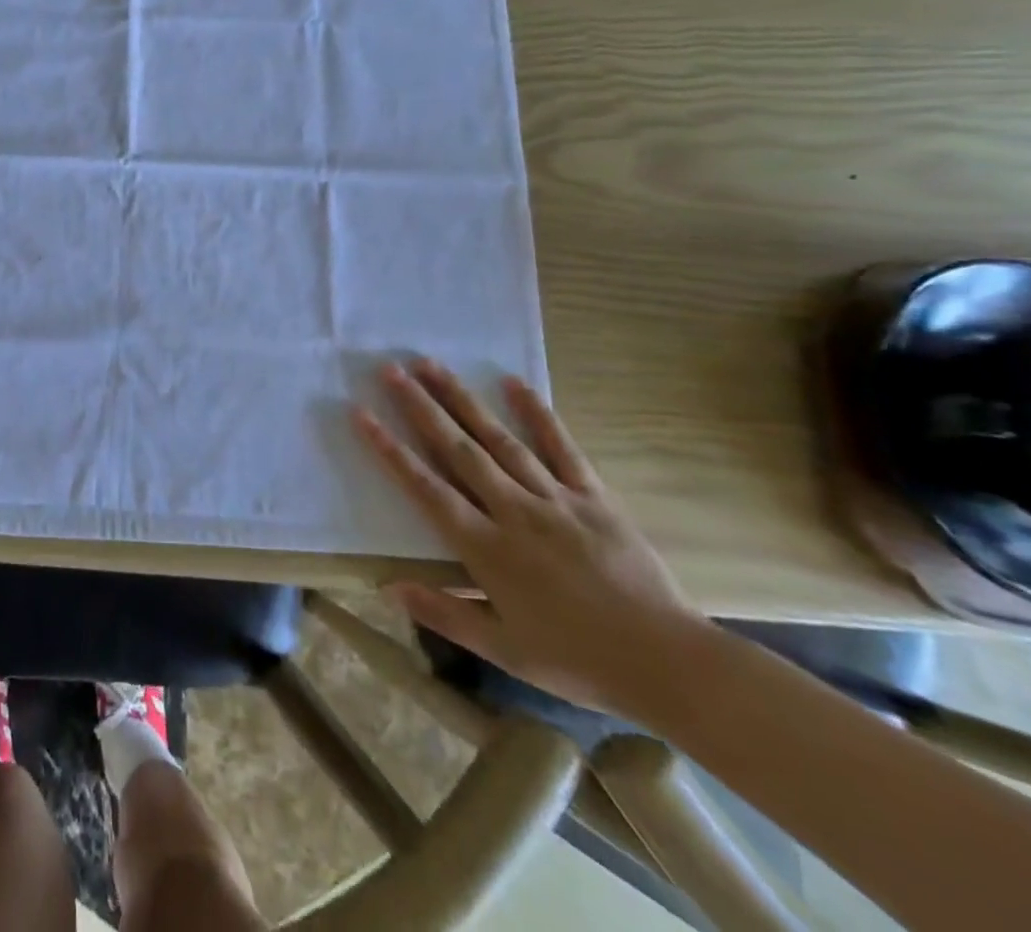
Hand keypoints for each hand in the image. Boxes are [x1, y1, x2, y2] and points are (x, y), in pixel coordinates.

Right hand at [355, 358, 711, 720]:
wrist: (669, 664)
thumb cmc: (578, 660)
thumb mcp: (504, 650)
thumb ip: (445, 613)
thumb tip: (388, 587)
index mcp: (487, 548)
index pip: (426, 488)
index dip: (390, 450)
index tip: (362, 414)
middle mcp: (514, 512)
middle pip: (458, 450)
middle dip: (421, 407)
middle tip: (391, 370)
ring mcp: (555, 499)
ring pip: (499, 439)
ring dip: (462, 399)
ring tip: (432, 365)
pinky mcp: (593, 497)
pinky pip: (561, 448)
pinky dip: (537, 413)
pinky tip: (512, 382)